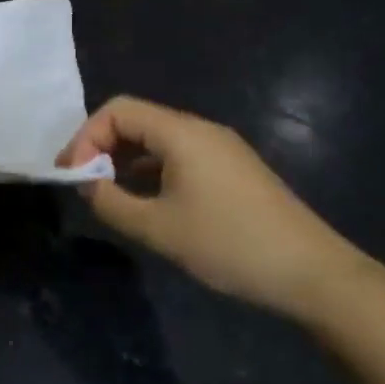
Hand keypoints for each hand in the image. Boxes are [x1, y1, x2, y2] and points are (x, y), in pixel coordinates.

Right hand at [60, 95, 367, 320]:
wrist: (312, 273)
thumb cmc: (228, 244)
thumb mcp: (158, 229)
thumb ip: (111, 203)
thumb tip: (86, 184)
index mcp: (182, 133)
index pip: (117, 110)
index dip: (86, 137)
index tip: (72, 175)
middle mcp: (200, 130)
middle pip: (136, 120)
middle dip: (101, 147)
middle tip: (83, 184)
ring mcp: (220, 149)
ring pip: (157, 140)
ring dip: (125, 160)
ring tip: (108, 195)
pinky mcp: (232, 170)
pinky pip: (178, 156)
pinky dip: (150, 170)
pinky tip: (145, 201)